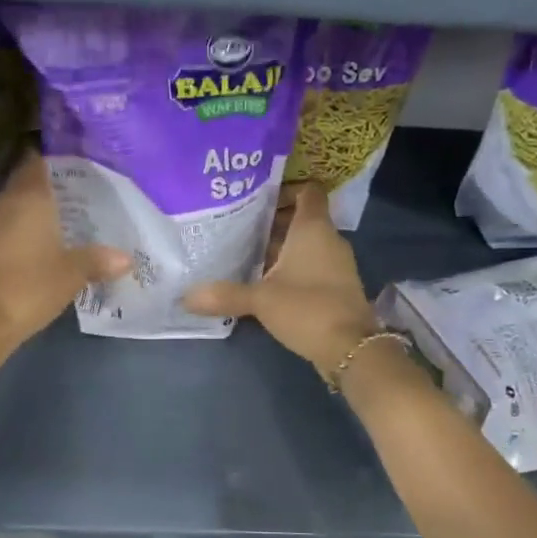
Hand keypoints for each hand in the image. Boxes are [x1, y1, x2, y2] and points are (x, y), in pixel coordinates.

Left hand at [0, 150, 129, 346]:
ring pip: (18, 205)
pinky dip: (28, 228)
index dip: (58, 162)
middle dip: (53, 187)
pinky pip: (10, 225)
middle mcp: (6, 202)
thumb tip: (127, 258)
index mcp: (29, 197)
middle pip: (29, 182)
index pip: (39, 162)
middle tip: (84, 196)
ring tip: (71, 219)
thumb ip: (99, 260)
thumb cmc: (31, 285)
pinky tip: (48, 243)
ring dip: (40, 210)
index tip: (81, 169)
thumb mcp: (73, 273)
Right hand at [183, 181, 379, 373]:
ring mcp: (335, 264)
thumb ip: (224, 294)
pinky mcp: (335, 287)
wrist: (351, 348)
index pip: (308, 191)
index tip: (256, 198)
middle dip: (272, 222)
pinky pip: (311, 266)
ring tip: (244, 254)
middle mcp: (328, 240)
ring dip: (279, 248)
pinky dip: (290, 269)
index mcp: (313, 229)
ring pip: (305, 245)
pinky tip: (264, 283)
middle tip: (238, 228)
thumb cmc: (307, 308)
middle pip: (301, 219)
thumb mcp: (261, 300)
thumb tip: (185, 297)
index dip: (285, 189)